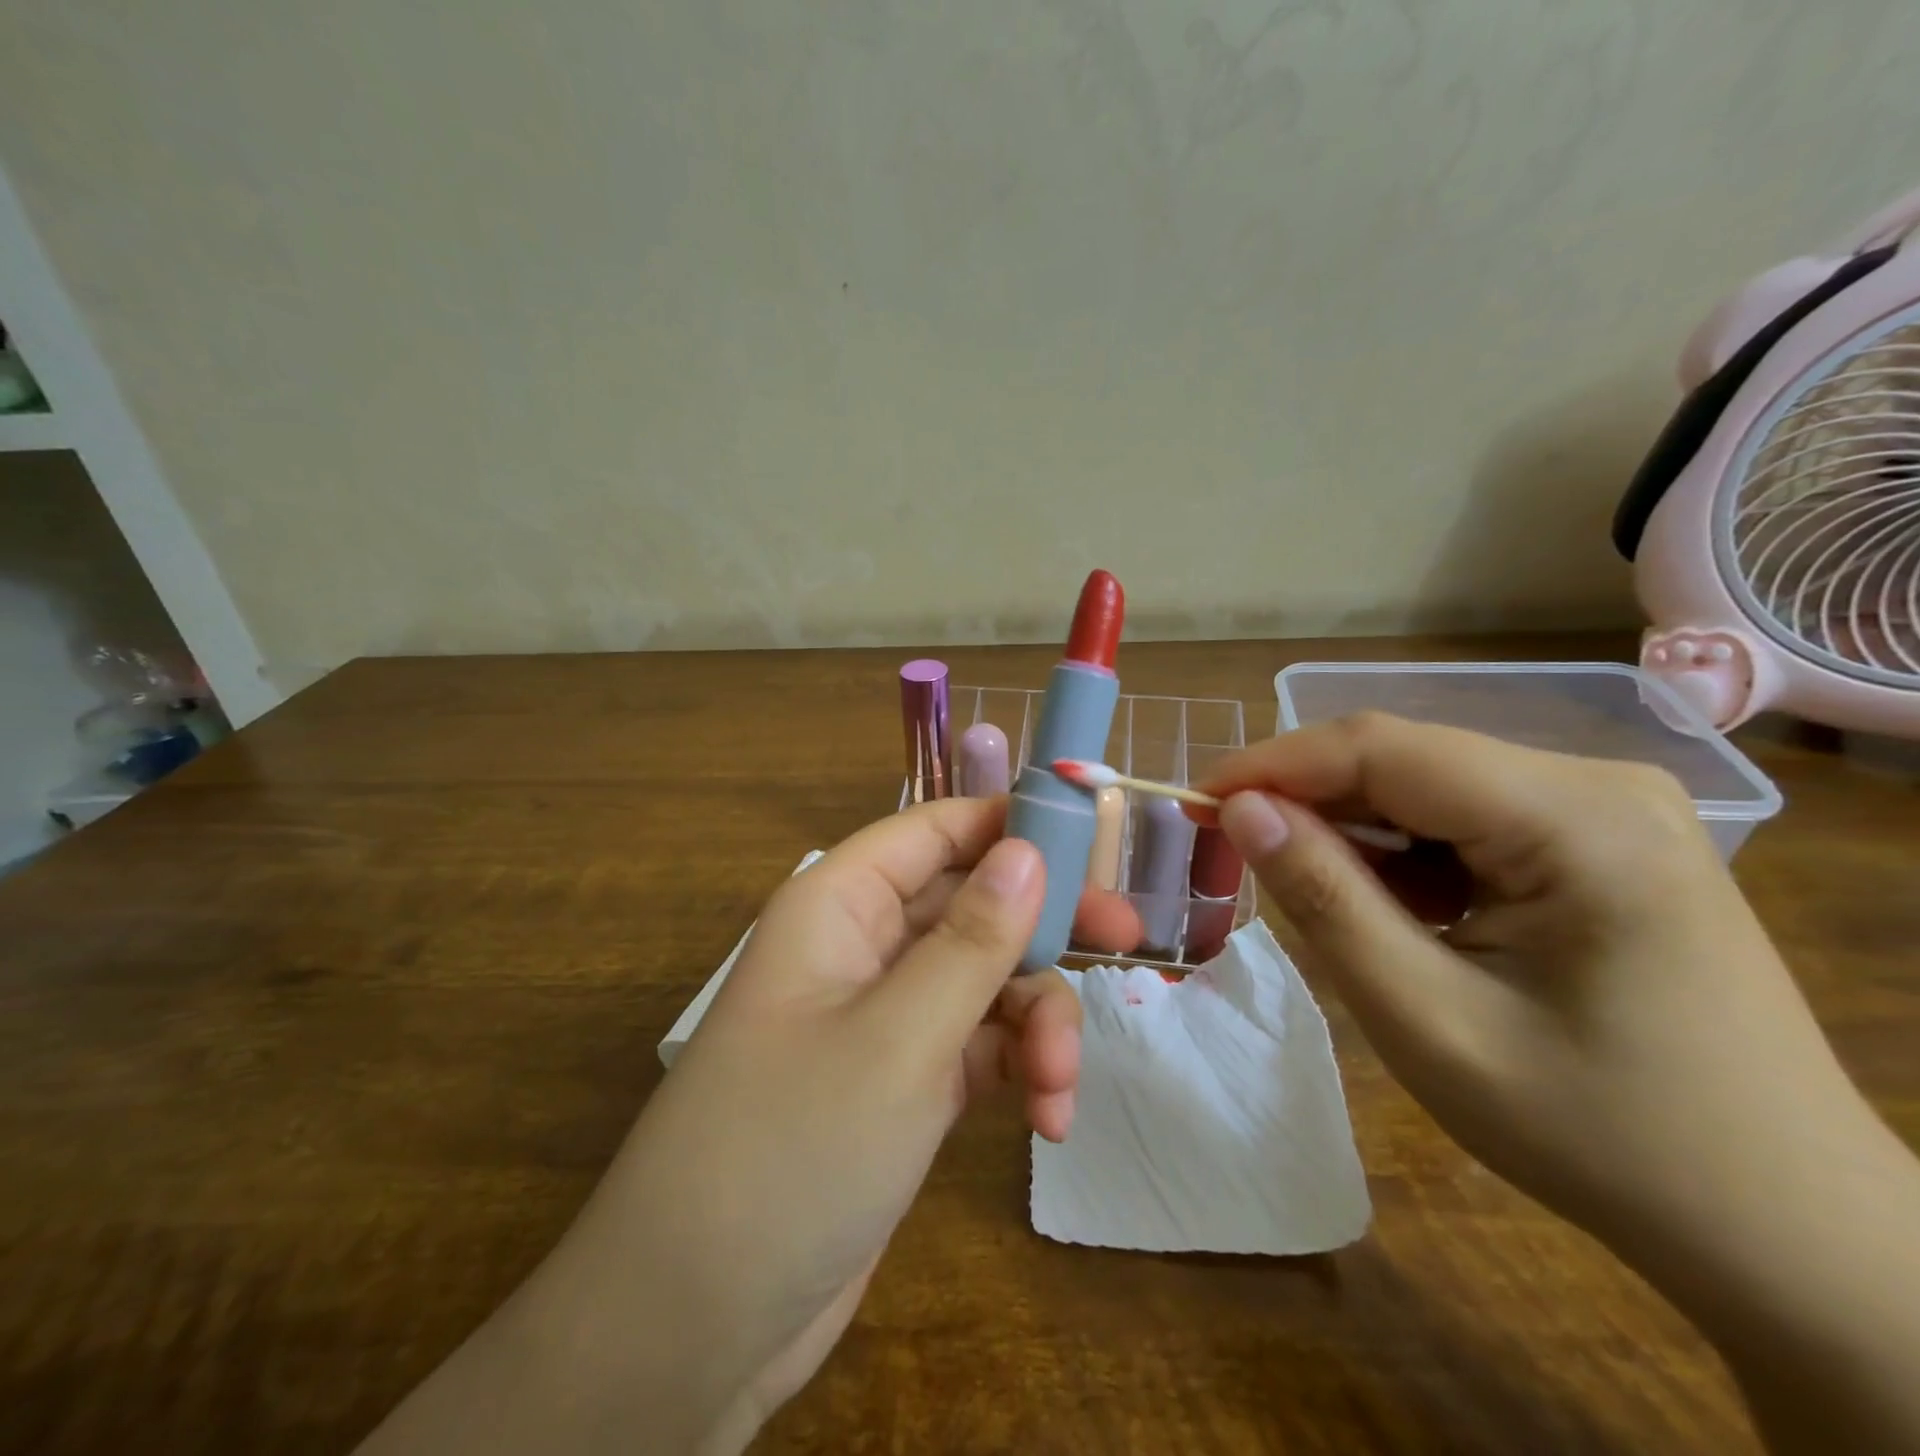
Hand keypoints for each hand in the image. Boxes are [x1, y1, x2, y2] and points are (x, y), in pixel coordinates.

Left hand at [510, 797, 1139, 1452]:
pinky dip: (1020, 1068)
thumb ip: (972, 942)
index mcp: (840, 904)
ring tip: (1059, 1083)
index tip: (1096, 843)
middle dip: (1044, 928)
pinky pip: (981, 1043)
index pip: (935, 830)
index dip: (1011, 825)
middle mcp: (863, 946)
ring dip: (1037, 1020)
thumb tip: (1029, 850)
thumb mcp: (898, 1039)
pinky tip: (1048, 1118)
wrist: (697, 1324)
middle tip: (1124, 942)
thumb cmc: (789, 1150)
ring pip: (986, 978)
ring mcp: (886, 1014)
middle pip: (972, 902)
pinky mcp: (906, 1078)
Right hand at [1199, 711, 1845, 1241]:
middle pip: (1406, 760)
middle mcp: (1599, 783)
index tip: (1195, 802)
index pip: (1384, 747)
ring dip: (1355, 834)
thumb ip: (1325, 900)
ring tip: (1326, 906)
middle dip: (1308, 803)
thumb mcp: (1427, 1021)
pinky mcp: (1598, 838)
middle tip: (1236, 858)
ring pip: (1426, 787)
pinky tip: (1403, 918)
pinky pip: (1463, 819)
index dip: (1273, 764)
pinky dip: (1404, 857)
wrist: (1779, 1226)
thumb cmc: (1597, 1133)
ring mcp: (1606, 807)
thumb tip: (1240, 810)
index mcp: (1578, 817)